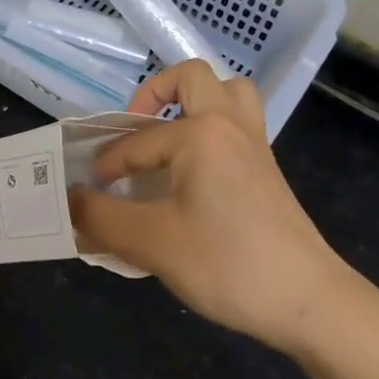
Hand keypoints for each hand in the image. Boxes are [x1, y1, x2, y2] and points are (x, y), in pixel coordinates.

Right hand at [69, 62, 360, 355]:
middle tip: (134, 129)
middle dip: (154, 92)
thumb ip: (102, 218)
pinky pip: (238, 122)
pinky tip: (193, 169)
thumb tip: (70, 201)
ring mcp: (254, 144)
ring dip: (194, 100)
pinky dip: (212, 126)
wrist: (309, 300)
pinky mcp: (267, 168)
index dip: (106, 164)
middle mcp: (229, 124)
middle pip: (191, 78)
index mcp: (200, 133)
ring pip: (227, 92)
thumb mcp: (153, 243)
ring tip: (168, 133)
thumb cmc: (227, 263)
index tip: (87, 190)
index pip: (137, 142)